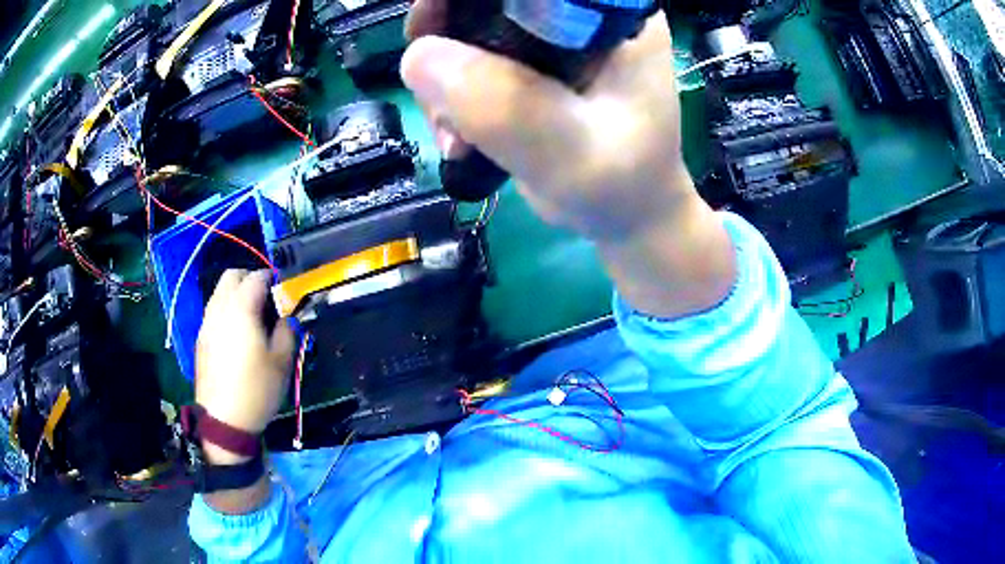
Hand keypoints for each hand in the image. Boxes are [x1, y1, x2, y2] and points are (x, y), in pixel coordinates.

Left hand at [195, 269, 294, 463]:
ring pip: (220, 292)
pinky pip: (214, 310)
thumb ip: (287, 331)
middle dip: (251, 279)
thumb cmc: (256, 389)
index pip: (257, 277)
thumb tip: (287, 318)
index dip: (273, 280)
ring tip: (253, 318)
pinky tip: (238, 335)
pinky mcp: (201, 338)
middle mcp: (220, 308)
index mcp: (241, 308)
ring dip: (237, 294)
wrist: (223, 419)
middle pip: (232, 276)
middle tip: (267, 301)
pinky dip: (227, 310)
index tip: (285, 294)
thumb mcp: (282, 362)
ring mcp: (207, 322)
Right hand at [402, 0, 689, 241]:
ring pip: (470, 27)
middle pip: (489, 0)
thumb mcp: (571, 153)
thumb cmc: (619, 184)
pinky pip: (471, 58)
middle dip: (445, 37)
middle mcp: (580, 13)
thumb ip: (506, 104)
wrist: (624, 214)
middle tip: (429, 88)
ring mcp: (552, 36)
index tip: (427, 25)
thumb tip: (418, 57)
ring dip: (443, 77)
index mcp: (608, 14)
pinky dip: (451, 93)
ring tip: (454, 135)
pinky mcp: (531, 63)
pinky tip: (458, 134)